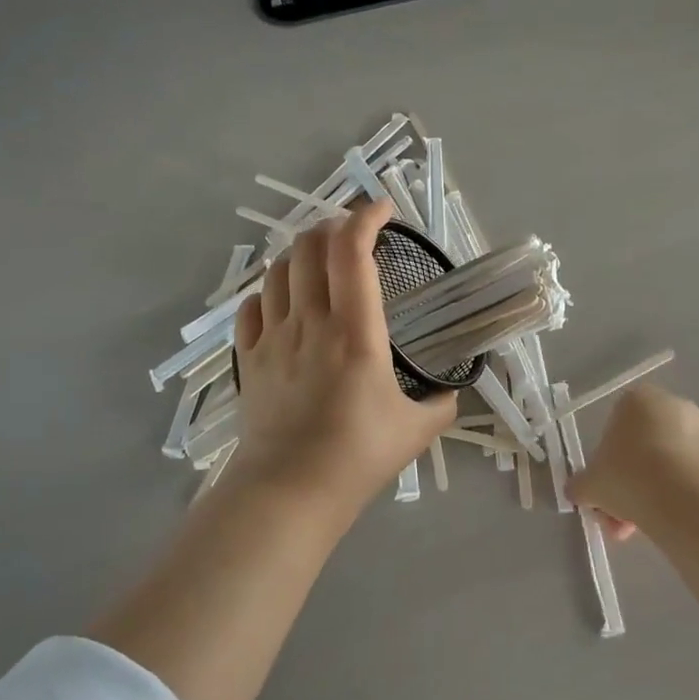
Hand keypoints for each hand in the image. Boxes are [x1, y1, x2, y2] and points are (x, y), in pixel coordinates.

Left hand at [233, 200, 456, 511]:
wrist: (290, 490)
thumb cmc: (358, 455)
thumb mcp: (417, 430)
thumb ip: (440, 404)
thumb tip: (450, 393)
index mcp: (355, 331)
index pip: (353, 251)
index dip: (367, 217)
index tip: (385, 209)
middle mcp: (310, 321)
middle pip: (309, 246)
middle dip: (332, 226)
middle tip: (354, 235)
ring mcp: (273, 337)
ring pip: (278, 270)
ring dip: (301, 253)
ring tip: (320, 260)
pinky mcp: (249, 358)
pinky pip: (252, 306)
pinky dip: (269, 291)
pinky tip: (282, 300)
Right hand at [568, 384, 698, 539]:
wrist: (689, 501)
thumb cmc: (629, 478)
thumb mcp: (589, 485)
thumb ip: (580, 485)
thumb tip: (577, 491)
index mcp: (636, 400)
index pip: (614, 427)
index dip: (606, 464)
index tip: (604, 492)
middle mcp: (674, 406)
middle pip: (642, 449)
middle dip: (630, 486)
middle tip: (621, 520)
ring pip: (668, 466)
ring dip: (654, 494)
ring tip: (646, 529)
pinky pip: (694, 478)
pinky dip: (682, 497)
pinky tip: (675, 523)